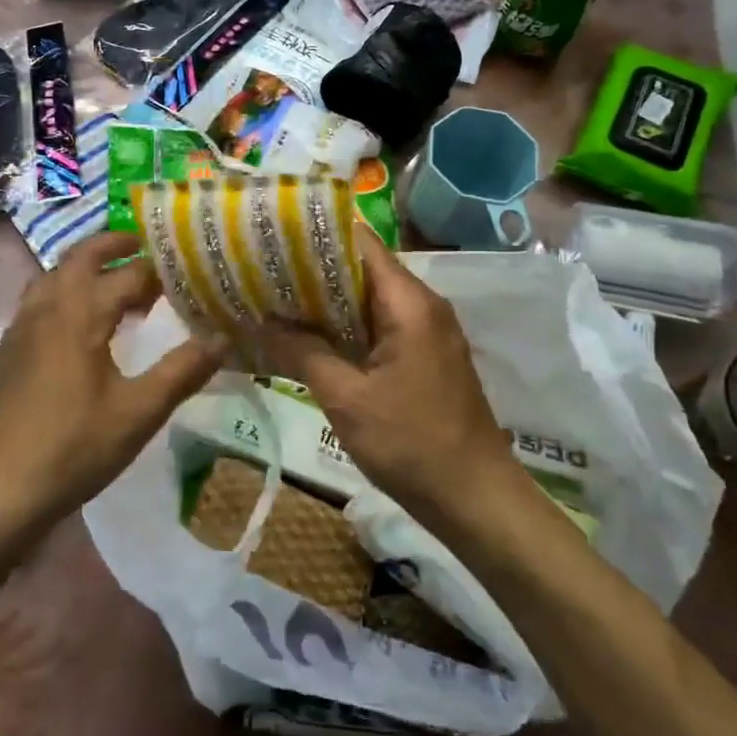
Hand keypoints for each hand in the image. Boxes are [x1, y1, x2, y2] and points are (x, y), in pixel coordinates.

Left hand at [0, 231, 224, 532]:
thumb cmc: (71, 448)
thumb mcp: (138, 412)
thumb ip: (182, 370)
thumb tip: (224, 336)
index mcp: (80, 312)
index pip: (129, 273)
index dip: (161, 269)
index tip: (191, 267)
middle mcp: (48, 306)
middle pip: (82, 256)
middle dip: (117, 245)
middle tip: (151, 250)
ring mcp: (23, 326)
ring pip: (56, 275)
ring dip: (89, 267)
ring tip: (122, 284)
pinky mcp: (10, 349)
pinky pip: (42, 298)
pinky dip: (68, 290)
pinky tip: (84, 324)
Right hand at [262, 233, 518, 518]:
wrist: (476, 500)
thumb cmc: (412, 444)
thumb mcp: (346, 399)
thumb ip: (303, 353)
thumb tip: (262, 322)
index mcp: (409, 303)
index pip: (359, 243)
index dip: (315, 235)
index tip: (271, 236)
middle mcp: (421, 306)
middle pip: (361, 269)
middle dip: (311, 269)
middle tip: (260, 271)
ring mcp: (424, 332)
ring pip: (367, 300)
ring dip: (325, 301)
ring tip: (273, 299)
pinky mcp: (422, 357)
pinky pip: (377, 326)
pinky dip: (343, 327)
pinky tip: (307, 337)